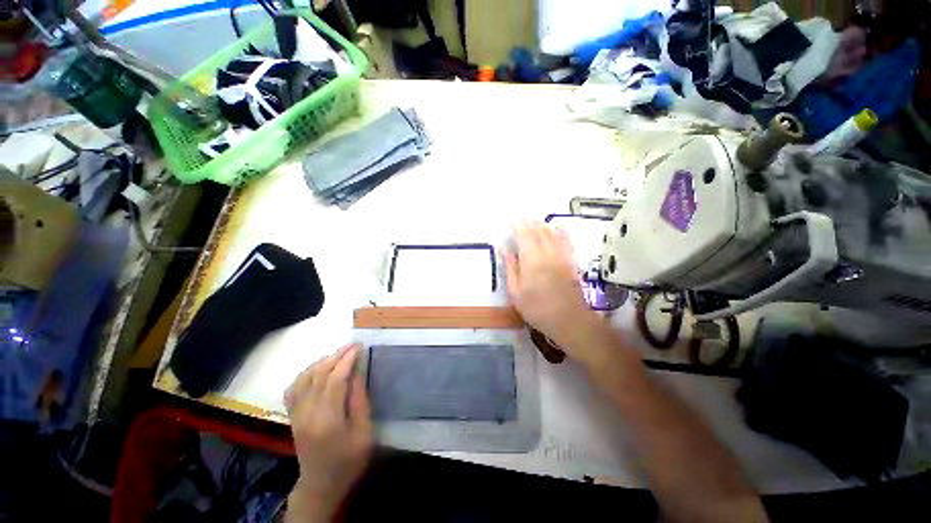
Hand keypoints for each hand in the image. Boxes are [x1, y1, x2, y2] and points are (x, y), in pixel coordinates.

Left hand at [285, 344, 371, 521]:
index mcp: (327, 420)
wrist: (320, 485)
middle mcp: (307, 414)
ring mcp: (296, 414)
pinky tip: (317, 369)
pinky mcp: (292, 416)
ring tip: (338, 354)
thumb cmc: (348, 460)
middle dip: (336, 356)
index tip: (358, 347)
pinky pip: (293, 388)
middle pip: (318, 375)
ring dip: (321, 362)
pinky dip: (305, 373)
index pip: (334, 380)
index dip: (347, 361)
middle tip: (352, 345)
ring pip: (303, 378)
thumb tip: (357, 372)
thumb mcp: (363, 433)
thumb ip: (359, 401)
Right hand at [504, 221, 602, 359]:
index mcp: (531, 260)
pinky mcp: (571, 262)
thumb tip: (506, 250)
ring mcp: (561, 256)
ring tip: (536, 219)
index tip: (512, 222)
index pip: (524, 236)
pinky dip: (562, 232)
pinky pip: (567, 242)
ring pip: (552, 234)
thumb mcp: (516, 292)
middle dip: (529, 223)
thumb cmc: (537, 308)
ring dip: (543, 225)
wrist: (569, 320)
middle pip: (538, 232)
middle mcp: (547, 253)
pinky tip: (559, 227)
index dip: (518, 227)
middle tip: (523, 217)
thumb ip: (511, 269)